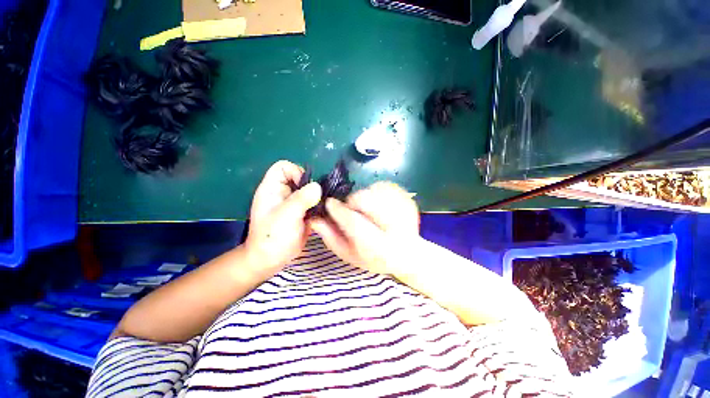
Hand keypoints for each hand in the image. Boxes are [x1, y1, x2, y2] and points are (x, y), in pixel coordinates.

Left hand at [245, 160, 321, 271]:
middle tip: (317, 199)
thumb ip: (301, 199)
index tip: (305, 187)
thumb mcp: (286, 216)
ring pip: (309, 190)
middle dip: (311, 186)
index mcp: (272, 189)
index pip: (283, 167)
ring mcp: (293, 203)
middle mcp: (283, 193)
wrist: (272, 260)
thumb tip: (318, 186)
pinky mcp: (302, 212)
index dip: (296, 172)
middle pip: (300, 178)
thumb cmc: (272, 237)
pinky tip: (323, 213)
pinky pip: (313, 202)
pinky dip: (319, 205)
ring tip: (322, 206)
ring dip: (318, 196)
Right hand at [309, 182, 418, 275]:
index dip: (339, 211)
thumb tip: (315, 218)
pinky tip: (377, 205)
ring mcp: (406, 210)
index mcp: (380, 248)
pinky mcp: (409, 199)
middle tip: (351, 209)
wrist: (407, 253)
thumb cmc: (374, 257)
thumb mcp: (349, 254)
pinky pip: (385, 186)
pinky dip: (375, 192)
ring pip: (375, 190)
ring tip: (367, 210)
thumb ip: (331, 238)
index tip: (329, 204)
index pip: (355, 224)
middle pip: (367, 201)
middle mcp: (397, 228)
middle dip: (353, 202)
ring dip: (365, 197)